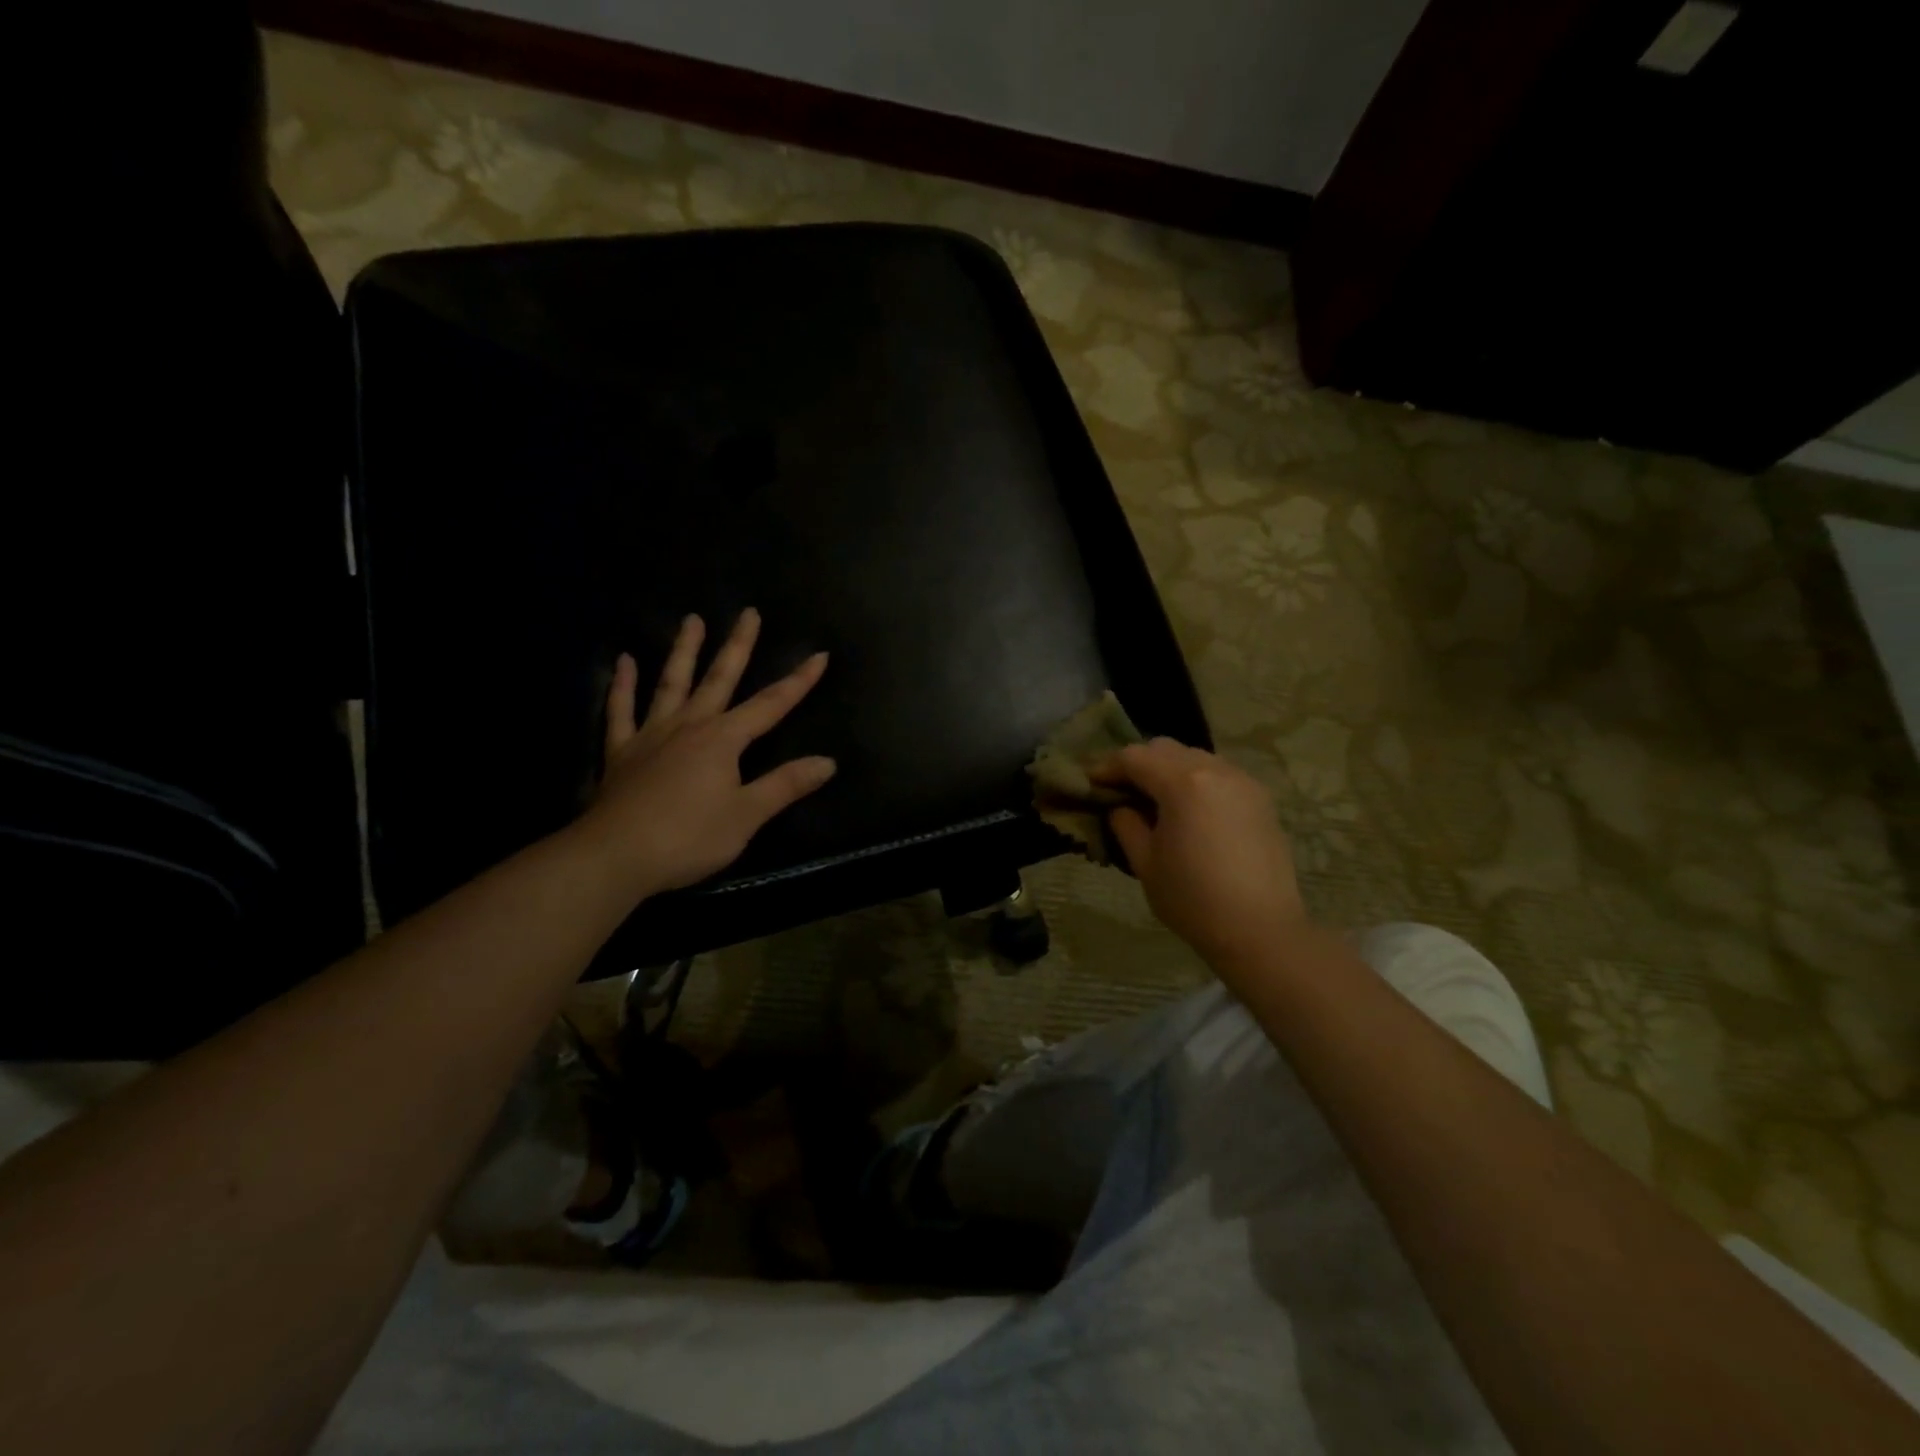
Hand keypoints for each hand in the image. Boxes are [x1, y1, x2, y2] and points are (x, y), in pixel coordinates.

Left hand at [576, 609, 835, 894]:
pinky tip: (624, 661)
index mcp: (723, 740)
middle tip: (748, 613)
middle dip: (738, 646)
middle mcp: (689, 726)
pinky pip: (621, 710)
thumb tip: (828, 762)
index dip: (798, 681)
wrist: (615, 856)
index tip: (819, 654)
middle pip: (719, 678)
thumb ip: (786, 785)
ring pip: (671, 683)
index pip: (771, 704)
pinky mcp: (621, 752)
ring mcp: (652, 735)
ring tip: (691, 620)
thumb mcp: (747, 816)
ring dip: (683, 651)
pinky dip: (622, 685)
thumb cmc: (688, 837)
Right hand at [1094, 739, 1309, 971]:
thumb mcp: (1145, 863)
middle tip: (1121, 791)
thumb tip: (1120, 807)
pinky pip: (1219, 774)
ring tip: (1155, 800)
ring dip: (1169, 769)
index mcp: (1182, 783)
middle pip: (1165, 748)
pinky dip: (1196, 781)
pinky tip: (1189, 810)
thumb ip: (1126, 824)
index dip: (1107, 767)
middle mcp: (1215, 770)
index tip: (1091, 784)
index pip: (1134, 757)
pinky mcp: (1260, 798)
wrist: (1261, 930)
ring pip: (1195, 757)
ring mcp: (1243, 781)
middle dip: (1138, 763)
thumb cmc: (1193, 899)